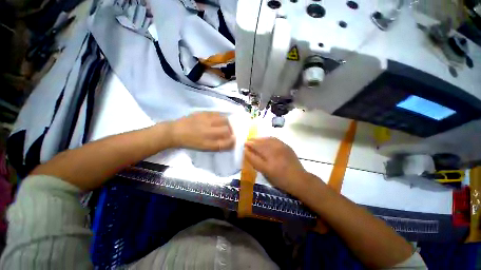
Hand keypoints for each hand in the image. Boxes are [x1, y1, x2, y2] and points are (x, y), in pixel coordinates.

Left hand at [170, 112, 235, 150]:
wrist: (176, 132)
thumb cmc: (190, 142)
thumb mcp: (204, 148)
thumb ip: (218, 146)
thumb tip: (229, 142)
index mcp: (208, 143)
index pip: (226, 143)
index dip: (232, 142)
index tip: (234, 140)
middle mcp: (208, 132)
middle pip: (227, 130)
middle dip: (231, 132)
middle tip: (229, 132)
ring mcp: (206, 121)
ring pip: (224, 120)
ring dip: (228, 123)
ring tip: (225, 125)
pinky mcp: (203, 113)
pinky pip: (217, 113)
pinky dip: (221, 116)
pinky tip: (219, 119)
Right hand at [244, 137, 308, 195]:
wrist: (299, 179)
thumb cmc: (280, 179)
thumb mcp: (266, 174)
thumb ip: (255, 162)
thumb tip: (247, 152)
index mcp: (268, 164)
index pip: (255, 154)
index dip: (248, 148)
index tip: (243, 146)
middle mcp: (274, 154)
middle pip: (260, 145)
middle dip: (252, 142)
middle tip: (247, 142)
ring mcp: (281, 148)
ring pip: (266, 140)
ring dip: (258, 139)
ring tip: (253, 139)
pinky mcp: (286, 146)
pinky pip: (274, 139)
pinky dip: (266, 138)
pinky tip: (264, 139)